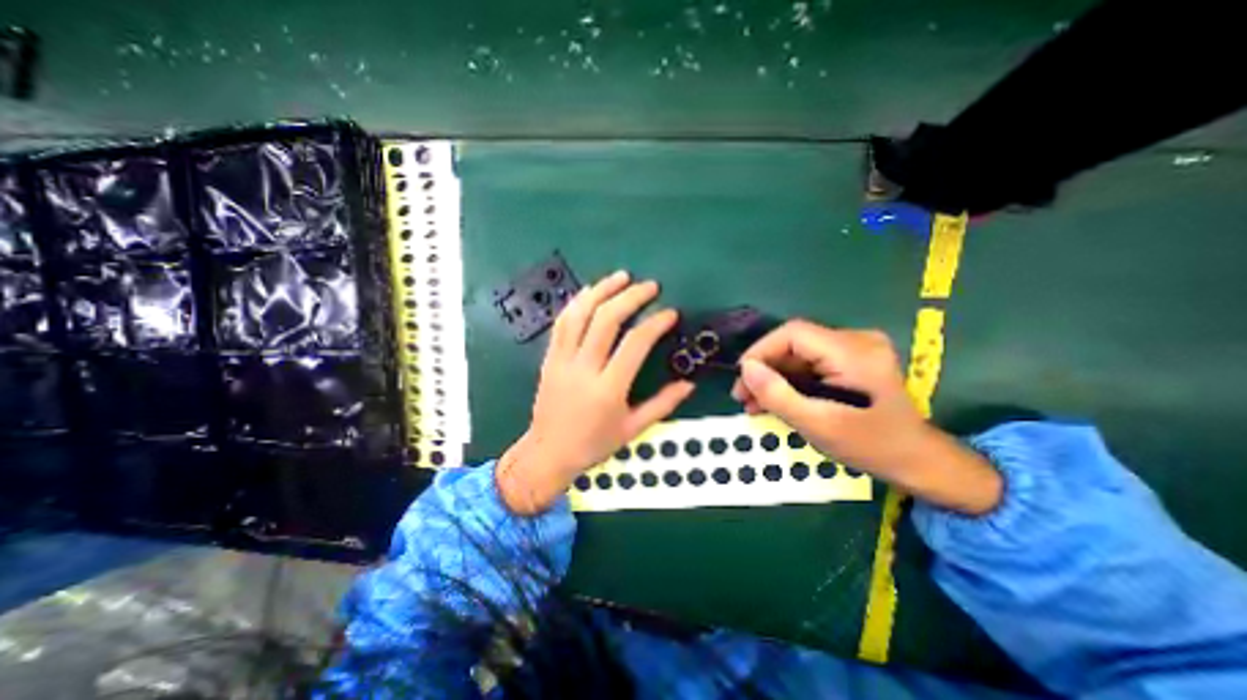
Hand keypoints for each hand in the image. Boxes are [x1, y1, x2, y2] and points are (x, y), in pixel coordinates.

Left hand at [496, 272, 691, 512]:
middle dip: (630, 297)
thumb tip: (689, 384)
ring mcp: (562, 360)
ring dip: (601, 290)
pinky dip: (577, 302)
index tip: (670, 313)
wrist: (548, 453)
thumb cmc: (594, 444)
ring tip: (620, 276)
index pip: (635, 344)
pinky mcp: (549, 358)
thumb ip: (663, 404)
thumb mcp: (633, 429)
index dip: (655, 323)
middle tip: (649, 286)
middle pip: (606, 320)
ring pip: (580, 314)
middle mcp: (584, 369)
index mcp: (609, 389)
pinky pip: (562, 323)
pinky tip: (590, 292)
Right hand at [733, 323, 1001, 513]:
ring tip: (752, 403)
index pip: (794, 334)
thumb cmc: (871, 447)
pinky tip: (773, 400)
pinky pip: (809, 363)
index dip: (761, 351)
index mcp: (854, 352)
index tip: (741, 377)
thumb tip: (745, 368)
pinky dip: (789, 381)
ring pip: (798, 355)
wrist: (917, 461)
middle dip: (764, 369)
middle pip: (794, 344)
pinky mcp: (851, 360)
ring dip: (773, 377)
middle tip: (742, 396)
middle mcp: (857, 340)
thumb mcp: (819, 425)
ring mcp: (855, 349)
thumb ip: (778, 395)